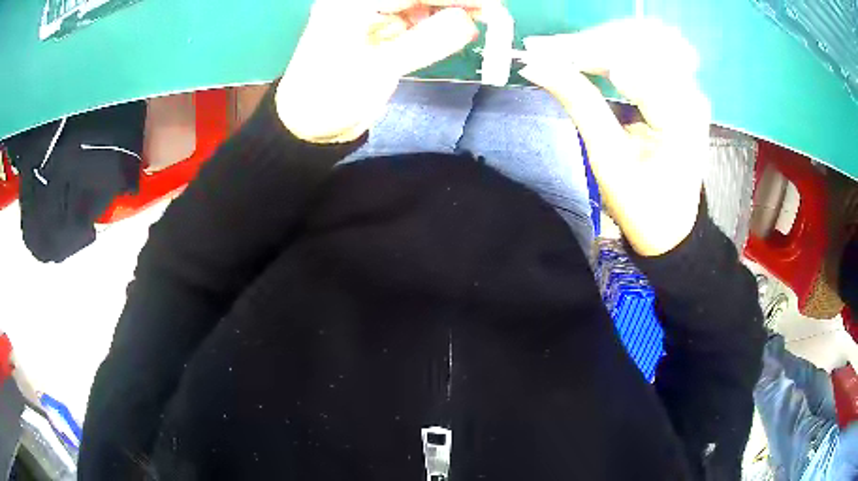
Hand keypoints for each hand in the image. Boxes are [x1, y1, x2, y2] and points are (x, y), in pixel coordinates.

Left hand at [277, 0, 484, 143]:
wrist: (307, 125)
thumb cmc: (331, 98)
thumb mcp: (379, 70)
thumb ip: (426, 41)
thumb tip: (470, 22)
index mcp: (351, 3)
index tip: (490, 4)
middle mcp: (359, 1)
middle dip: (454, 1)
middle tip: (492, 11)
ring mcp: (368, 13)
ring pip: (418, 3)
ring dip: (449, 8)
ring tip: (483, 17)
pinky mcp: (377, 28)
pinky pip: (414, 18)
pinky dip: (437, 22)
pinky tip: (458, 25)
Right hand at [519, 19, 709, 256]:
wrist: (672, 226)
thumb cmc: (642, 204)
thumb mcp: (607, 158)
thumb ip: (578, 102)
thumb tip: (536, 65)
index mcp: (679, 117)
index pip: (627, 62)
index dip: (580, 51)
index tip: (538, 50)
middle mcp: (690, 93)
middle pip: (637, 40)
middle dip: (588, 41)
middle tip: (547, 49)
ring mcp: (689, 87)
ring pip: (642, 38)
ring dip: (602, 40)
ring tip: (566, 51)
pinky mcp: (682, 87)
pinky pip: (649, 49)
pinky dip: (616, 47)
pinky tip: (593, 54)